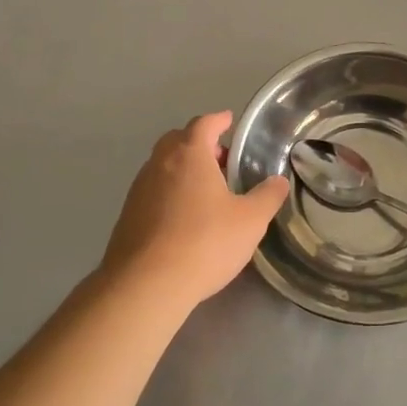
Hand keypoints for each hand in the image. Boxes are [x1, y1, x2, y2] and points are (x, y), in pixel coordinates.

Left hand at [99, 111, 289, 307]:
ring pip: (162, 166)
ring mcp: (138, 189)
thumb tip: (278, 181)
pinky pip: (152, 191)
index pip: (204, 124)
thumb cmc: (204, 243)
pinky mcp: (127, 215)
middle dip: (199, 143)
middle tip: (221, 160)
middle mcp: (159, 164)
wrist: (145, 285)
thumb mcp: (250, 221)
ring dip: (183, 169)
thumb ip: (267, 197)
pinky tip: (184, 217)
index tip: (229, 121)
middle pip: (178, 140)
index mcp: (189, 155)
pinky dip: (169, 192)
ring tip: (206, 190)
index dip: (219, 120)